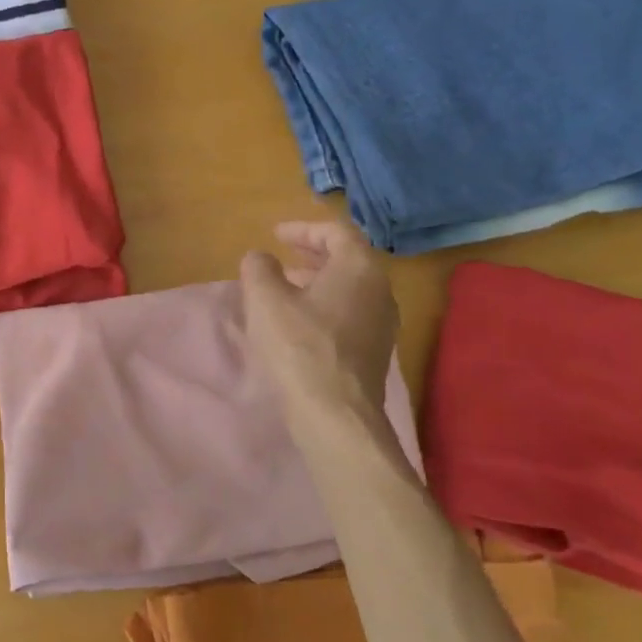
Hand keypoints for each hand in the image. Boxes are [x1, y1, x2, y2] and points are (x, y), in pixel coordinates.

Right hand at [240, 221, 399, 419]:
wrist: (334, 413)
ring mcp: (383, 324)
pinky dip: (326, 306)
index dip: (303, 229)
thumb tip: (260, 258)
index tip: (275, 234)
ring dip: (318, 282)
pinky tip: (301, 323)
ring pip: (350, 289)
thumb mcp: (265, 299)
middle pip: (348, 259)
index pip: (335, 232)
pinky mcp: (376, 352)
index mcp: (359, 267)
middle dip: (312, 254)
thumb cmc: (298, 347)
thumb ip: (259, 268)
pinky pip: (351, 314)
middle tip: (283, 256)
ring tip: (287, 289)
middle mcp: (380, 290)